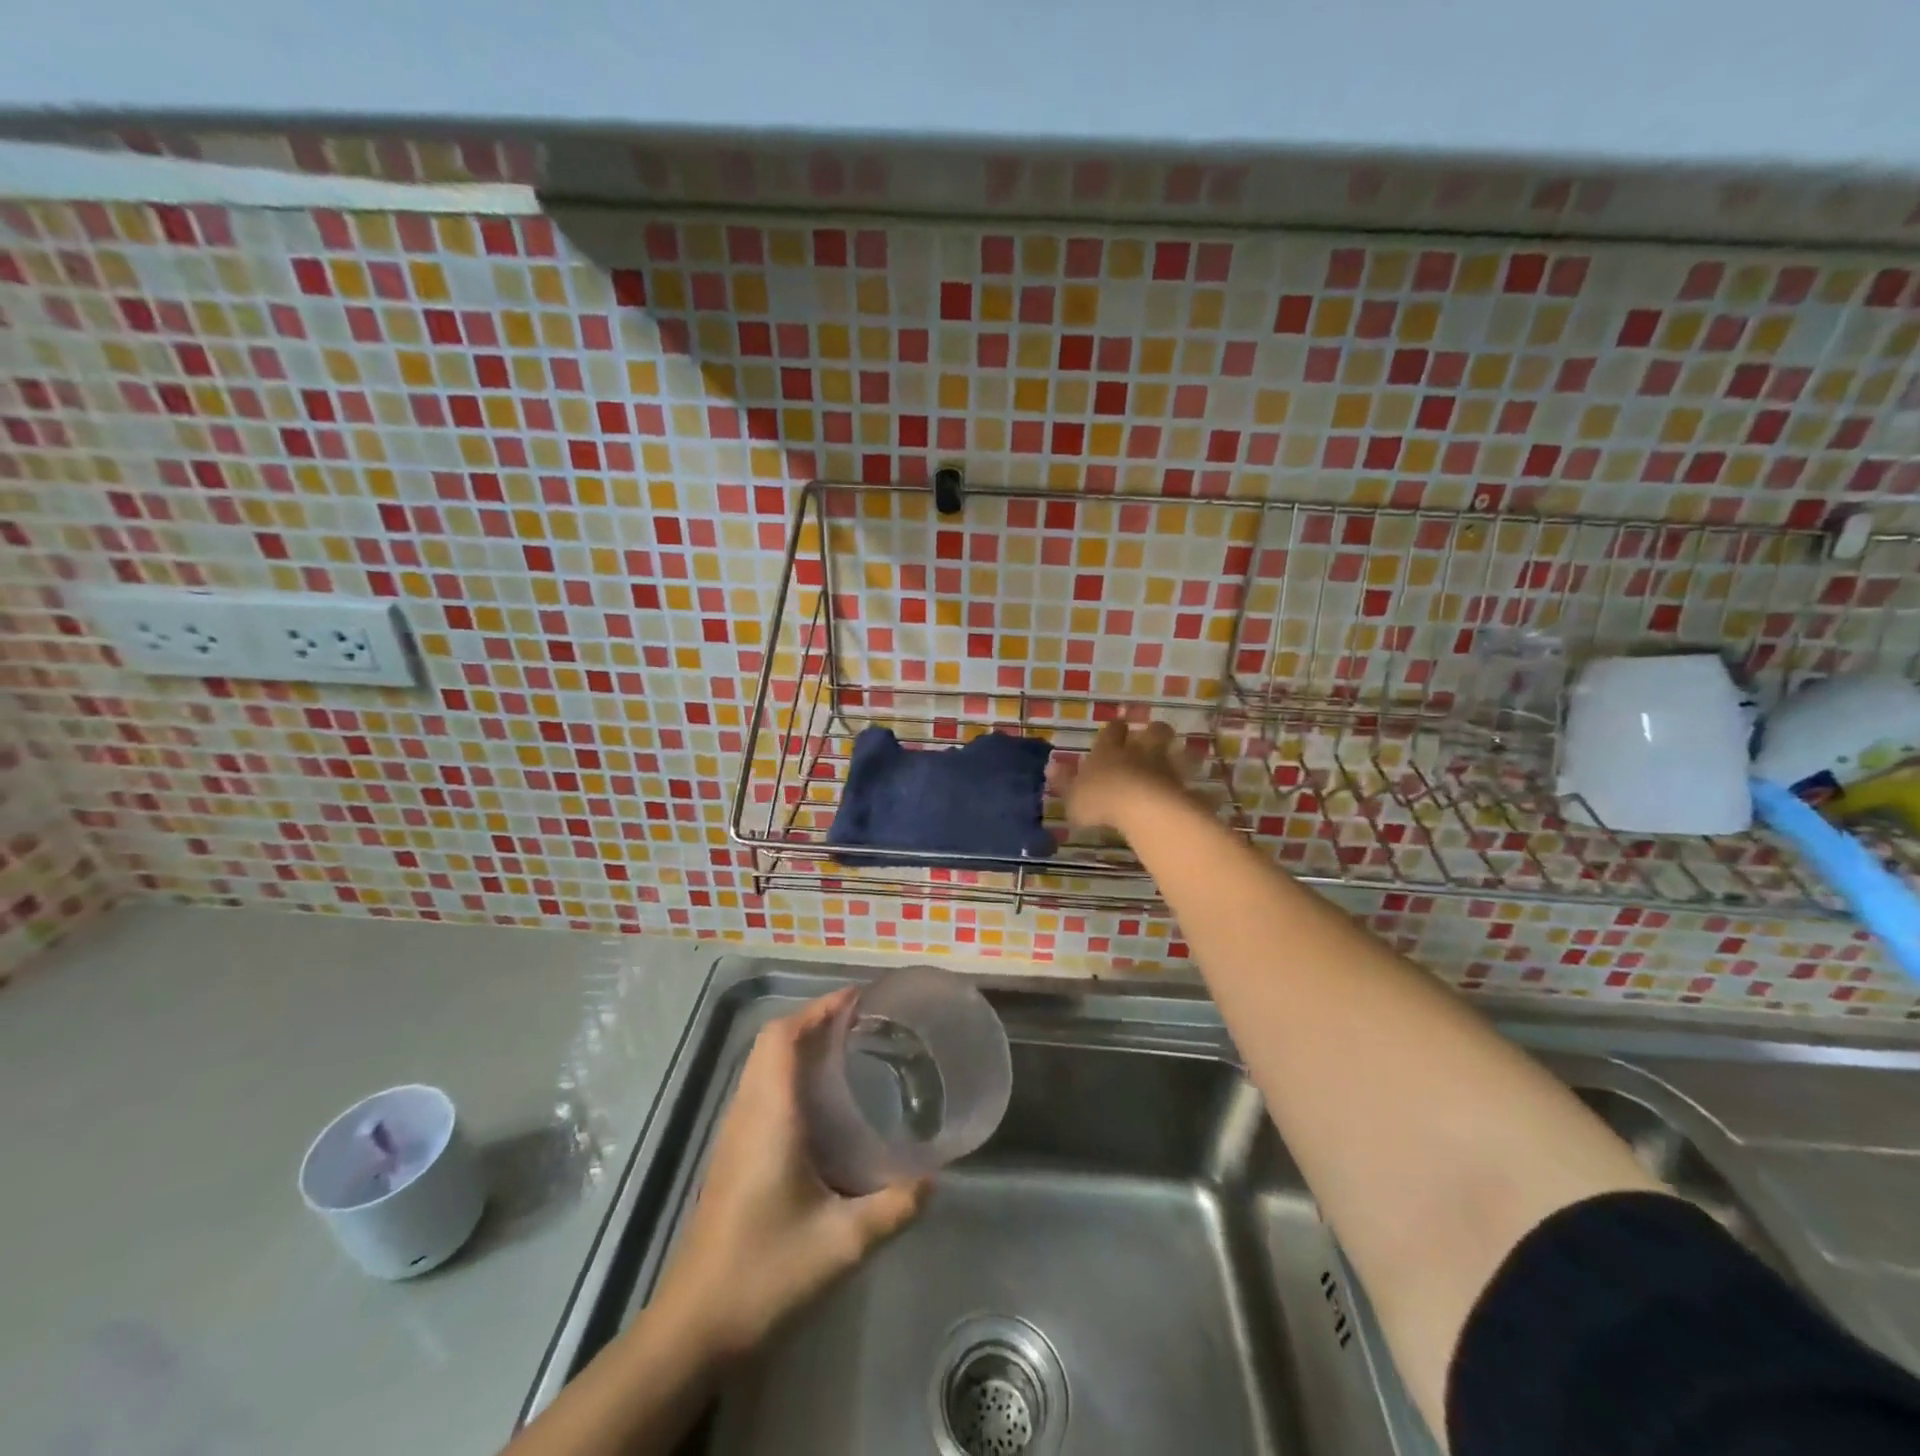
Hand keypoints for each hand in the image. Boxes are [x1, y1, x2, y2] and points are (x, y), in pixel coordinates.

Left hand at [654, 992, 928, 1358]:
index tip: (858, 999)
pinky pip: (760, 1091)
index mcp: (770, 1116)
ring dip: (799, 1045)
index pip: (783, 1036)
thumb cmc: (765, 1273)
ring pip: (762, 1066)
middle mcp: (747, 1113)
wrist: (694, 1328)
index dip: (818, 1007)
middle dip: (814, 1020)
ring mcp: (733, 1135)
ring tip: (847, 1050)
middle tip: (862, 1022)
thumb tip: (935, 1179)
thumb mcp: (842, 1243)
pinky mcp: (731, 1157)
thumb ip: (894, 1207)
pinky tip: (821, 1104)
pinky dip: (789, 1074)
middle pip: (772, 1042)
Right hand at [1048, 719, 1190, 832]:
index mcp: (1109, 751)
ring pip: (1174, 752)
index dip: (1115, 728)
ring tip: (1178, 758)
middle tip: (1152, 734)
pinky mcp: (1183, 787)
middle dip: (1153, 731)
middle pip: (1152, 732)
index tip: (1118, 724)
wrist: (1142, 809)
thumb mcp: (1072, 795)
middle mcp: (1139, 753)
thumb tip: (1050, 766)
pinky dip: (1191, 787)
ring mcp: (1165, 768)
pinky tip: (1194, 793)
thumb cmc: (1100, 800)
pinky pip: (1190, 783)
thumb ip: (1063, 782)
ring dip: (1176, 753)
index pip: (1113, 731)